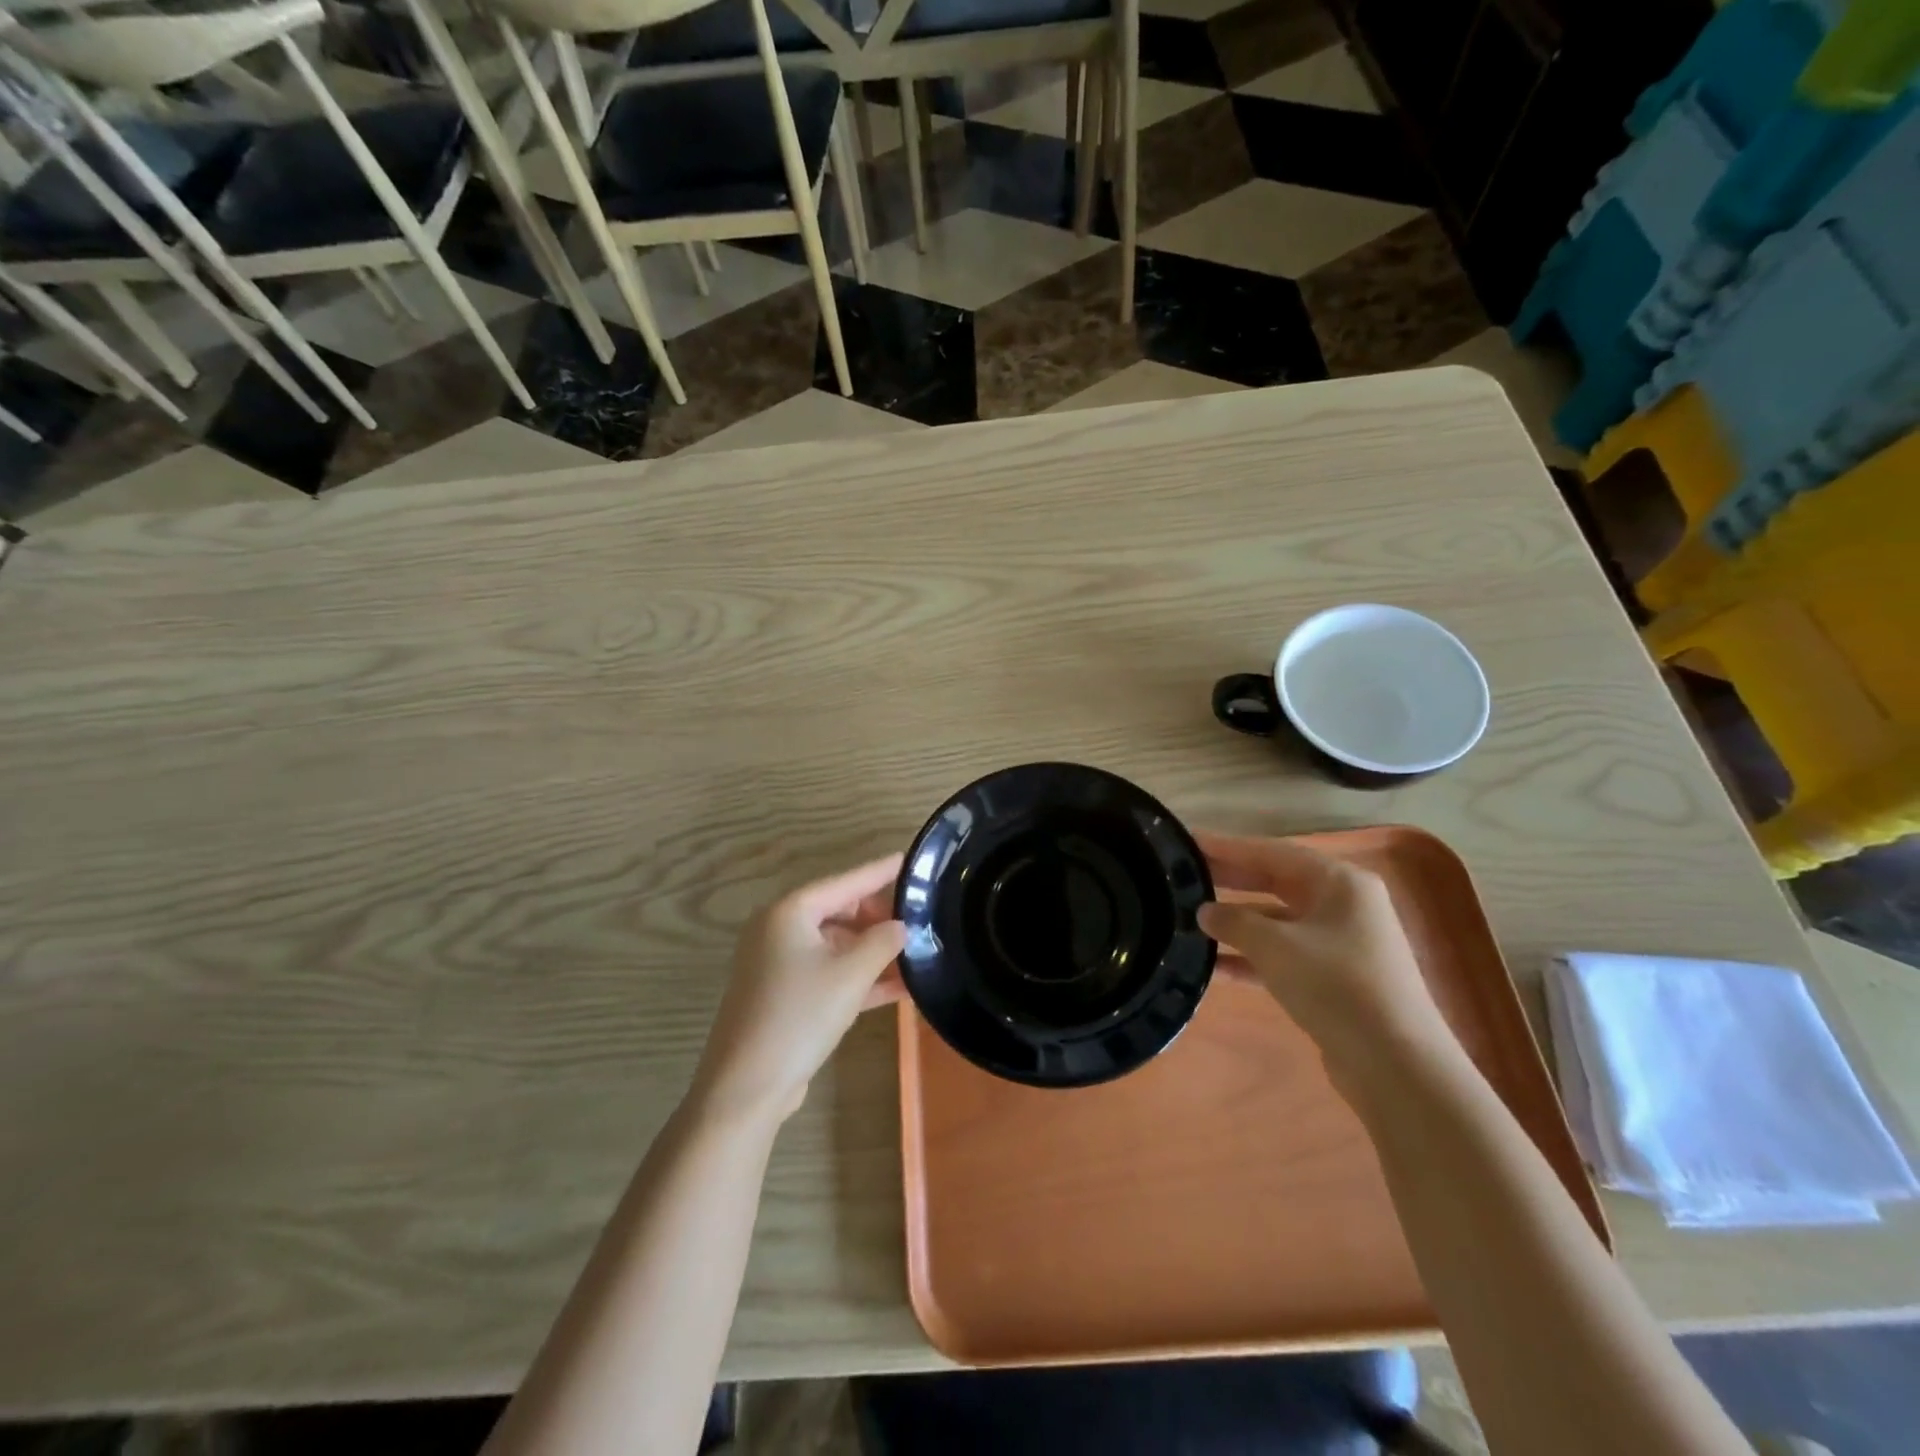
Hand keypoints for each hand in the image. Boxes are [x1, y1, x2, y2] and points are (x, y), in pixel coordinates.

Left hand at [689, 854, 908, 1128]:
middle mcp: (779, 930)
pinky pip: (829, 973)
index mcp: (789, 912)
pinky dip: (858, 977)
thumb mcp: (851, 975)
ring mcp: (779, 964)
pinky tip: (899, 987)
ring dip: (873, 952)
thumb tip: (901, 926)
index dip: (880, 872)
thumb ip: (882, 942)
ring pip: (836, 945)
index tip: (909, 859)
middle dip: (879, 918)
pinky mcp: (784, 995)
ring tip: (916, 952)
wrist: (746, 1087)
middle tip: (919, 920)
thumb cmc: (799, 1016)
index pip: (845, 882)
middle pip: (839, 911)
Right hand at [1196, 831, 1455, 1088]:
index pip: (1271, 853)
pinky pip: (1284, 956)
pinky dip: (1251, 958)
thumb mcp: (1275, 947)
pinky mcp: (1334, 979)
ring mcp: (1341, 943)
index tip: (1188, 841)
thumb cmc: (1336, 986)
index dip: (1227, 847)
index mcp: (1340, 882)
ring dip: (1237, 923)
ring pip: (1277, 921)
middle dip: (1230, 881)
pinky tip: (1212, 966)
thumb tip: (1205, 912)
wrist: (1396, 1066)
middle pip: (1275, 883)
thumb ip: (1234, 922)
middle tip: (1183, 875)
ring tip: (1189, 919)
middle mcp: (1344, 905)